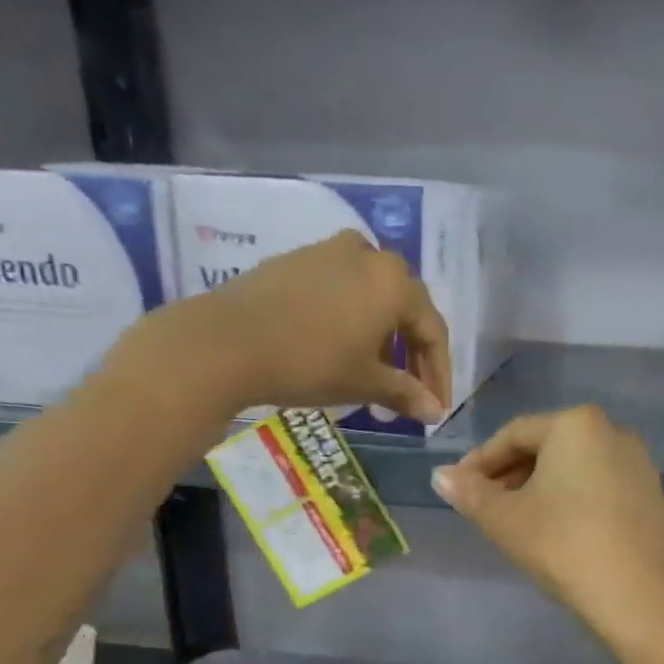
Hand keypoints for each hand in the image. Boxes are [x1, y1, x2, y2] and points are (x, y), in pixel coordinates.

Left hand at [143, 231, 451, 422]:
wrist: (226, 341)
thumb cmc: (310, 362)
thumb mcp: (364, 382)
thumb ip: (406, 394)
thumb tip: (435, 412)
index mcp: (395, 282)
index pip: (432, 331)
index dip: (438, 374)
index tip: (436, 407)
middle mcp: (370, 256)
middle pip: (405, 309)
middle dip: (411, 356)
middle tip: (409, 394)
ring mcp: (330, 252)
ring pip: (373, 297)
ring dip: (383, 338)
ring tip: (375, 376)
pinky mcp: (297, 260)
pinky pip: (342, 290)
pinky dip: (353, 320)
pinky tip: (341, 349)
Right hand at [430, 405, 663, 648]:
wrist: (637, 599)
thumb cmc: (563, 546)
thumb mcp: (505, 520)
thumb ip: (469, 493)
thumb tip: (439, 476)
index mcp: (577, 425)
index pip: (514, 434)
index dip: (480, 461)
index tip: (458, 488)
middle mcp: (614, 432)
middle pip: (548, 447)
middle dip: (511, 474)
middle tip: (484, 506)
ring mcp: (640, 465)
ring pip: (575, 469)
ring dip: (540, 488)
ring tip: (517, 521)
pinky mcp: (653, 497)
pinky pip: (601, 487)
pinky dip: (573, 500)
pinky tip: (559, 532)